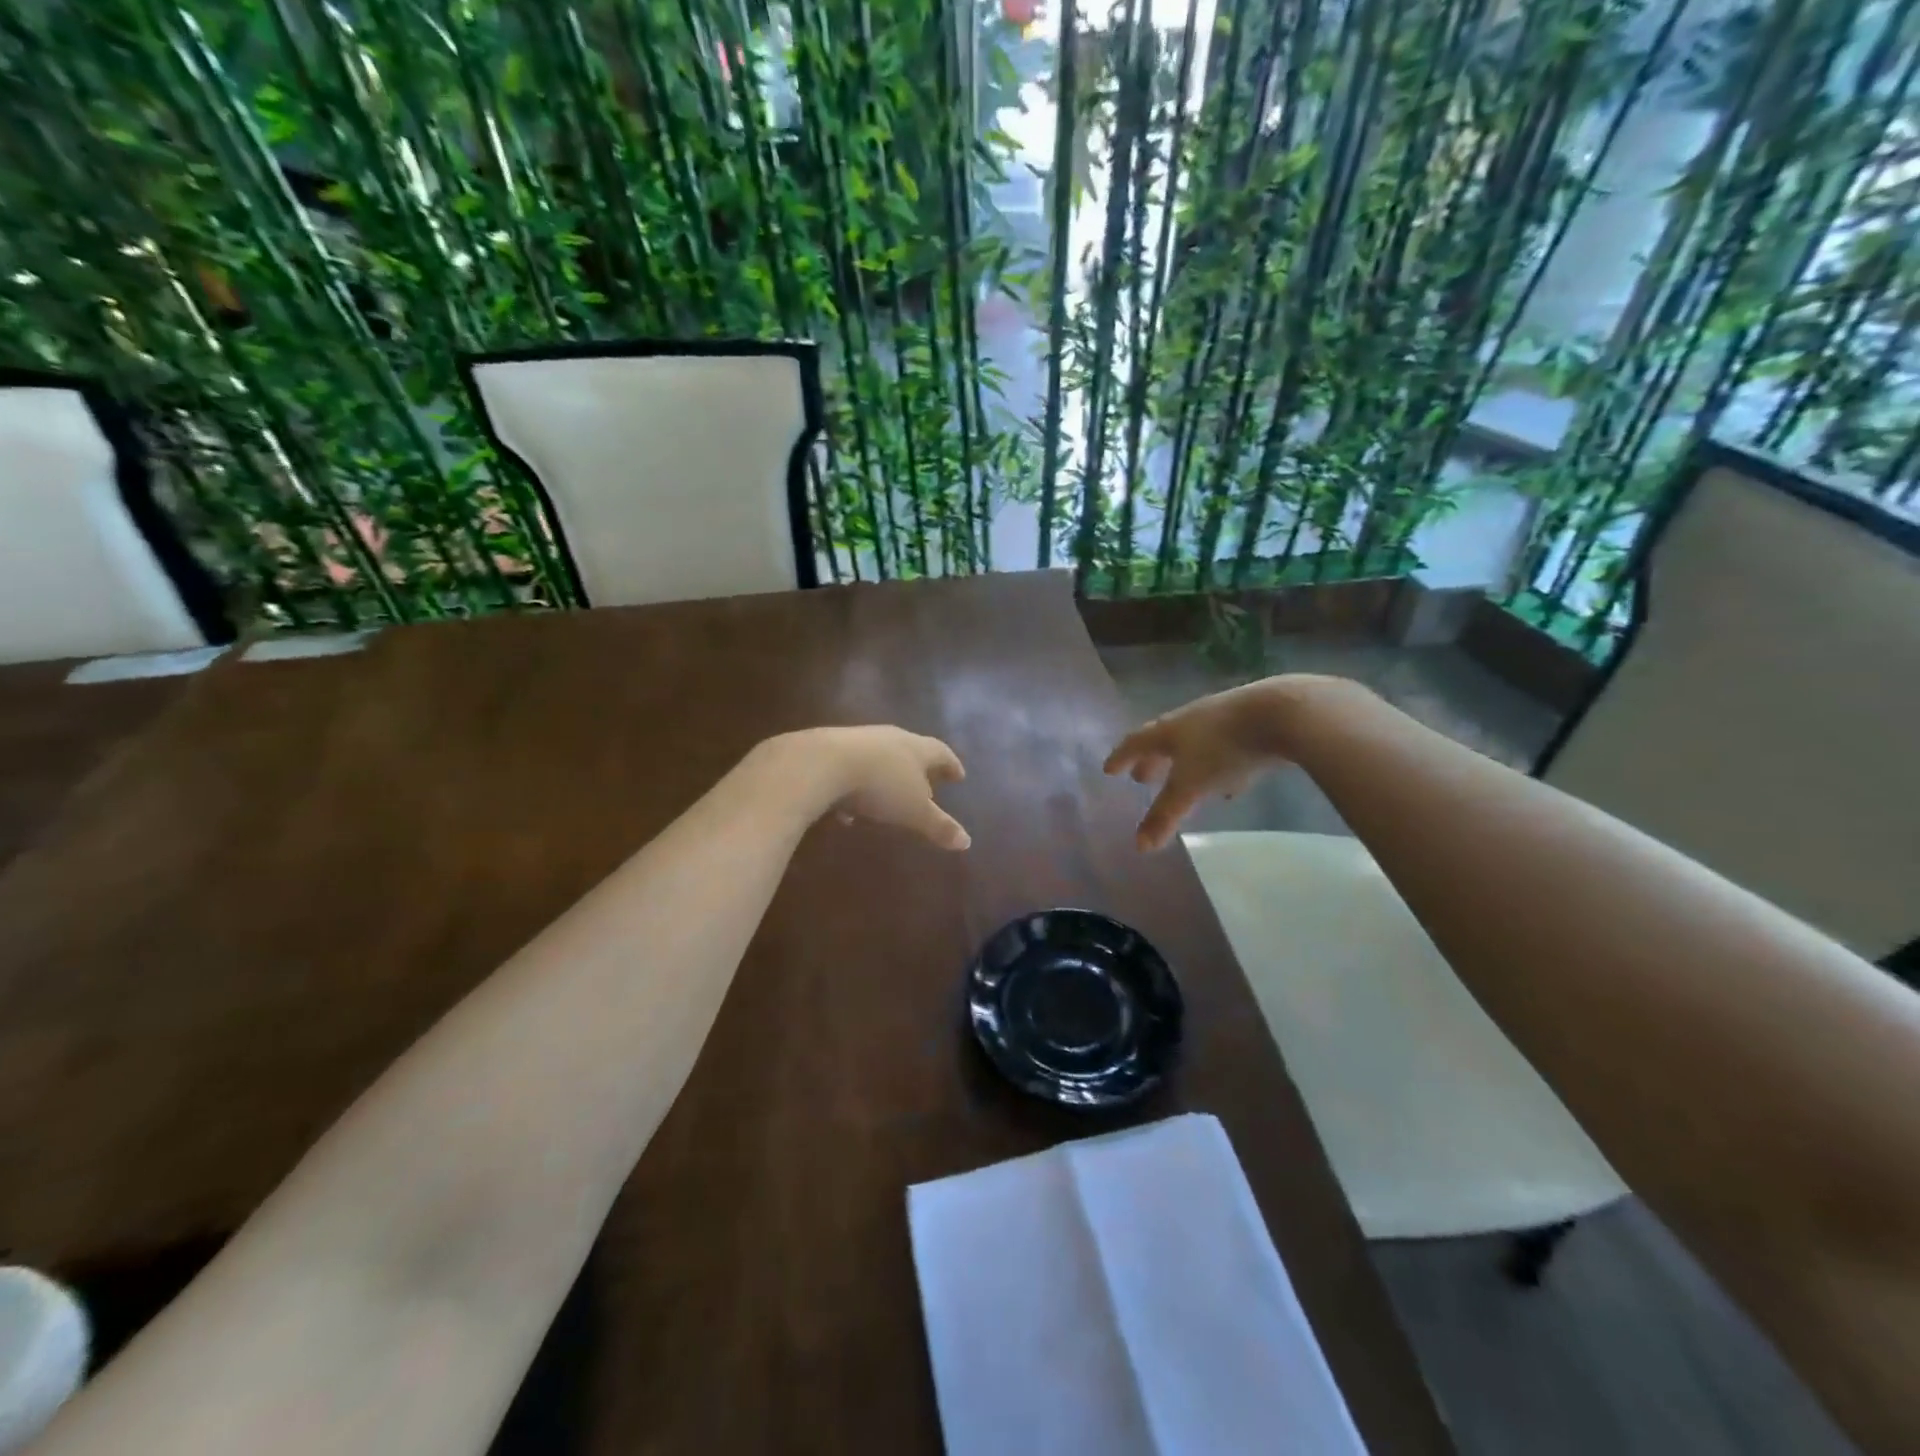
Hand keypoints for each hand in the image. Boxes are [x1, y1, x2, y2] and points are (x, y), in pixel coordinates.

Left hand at [760, 726, 970, 849]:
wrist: (820, 764)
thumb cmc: (880, 786)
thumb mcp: (914, 812)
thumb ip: (939, 826)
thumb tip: (967, 842)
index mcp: (916, 748)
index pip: (941, 753)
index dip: (952, 765)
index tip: (959, 776)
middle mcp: (890, 738)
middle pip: (910, 750)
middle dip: (918, 768)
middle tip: (927, 783)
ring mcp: (858, 740)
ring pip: (878, 759)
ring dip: (885, 778)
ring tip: (887, 799)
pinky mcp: (829, 750)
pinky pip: (849, 770)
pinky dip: (855, 788)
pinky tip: (847, 811)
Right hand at [1103, 676, 1347, 849]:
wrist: (1283, 713)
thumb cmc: (1224, 748)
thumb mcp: (1191, 786)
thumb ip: (1165, 815)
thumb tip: (1139, 847)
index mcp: (1169, 730)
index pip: (1136, 742)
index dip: (1121, 757)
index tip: (1109, 769)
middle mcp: (1191, 720)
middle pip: (1165, 741)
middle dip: (1153, 761)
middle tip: (1142, 778)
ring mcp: (1224, 718)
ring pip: (1197, 744)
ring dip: (1186, 763)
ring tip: (1184, 782)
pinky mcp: (1254, 724)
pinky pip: (1228, 749)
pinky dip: (1221, 767)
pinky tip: (1232, 785)